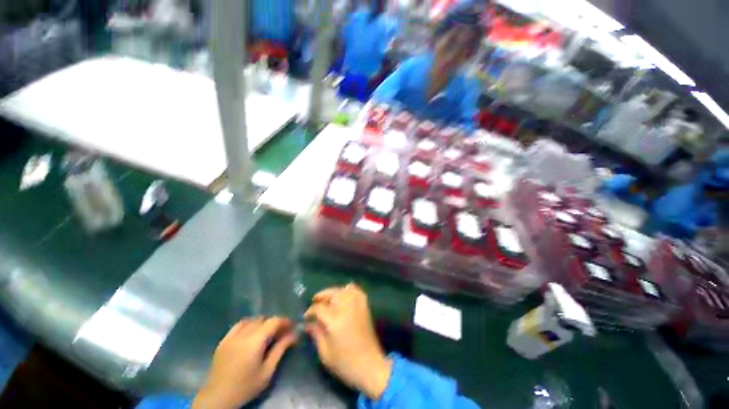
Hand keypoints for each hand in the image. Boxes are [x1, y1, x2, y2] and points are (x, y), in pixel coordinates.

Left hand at [192, 317, 296, 408]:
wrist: (217, 398)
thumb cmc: (245, 387)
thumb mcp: (267, 371)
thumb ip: (280, 350)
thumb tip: (294, 334)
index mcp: (254, 342)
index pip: (273, 321)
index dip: (285, 321)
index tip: (292, 327)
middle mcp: (242, 335)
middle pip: (263, 319)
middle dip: (275, 323)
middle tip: (281, 332)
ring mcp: (231, 336)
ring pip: (251, 320)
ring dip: (262, 323)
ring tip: (267, 333)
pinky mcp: (223, 340)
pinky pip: (239, 325)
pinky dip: (248, 324)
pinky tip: (251, 333)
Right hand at [305, 284, 391, 399]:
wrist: (370, 365)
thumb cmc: (345, 363)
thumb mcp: (325, 353)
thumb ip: (316, 334)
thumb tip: (309, 323)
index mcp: (335, 320)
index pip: (319, 308)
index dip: (310, 311)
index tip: (306, 316)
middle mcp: (347, 308)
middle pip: (332, 293)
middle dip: (321, 296)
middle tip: (314, 302)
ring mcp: (357, 305)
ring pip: (344, 289)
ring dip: (334, 292)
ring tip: (328, 300)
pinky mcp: (365, 306)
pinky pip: (356, 291)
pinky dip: (349, 290)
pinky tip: (344, 296)